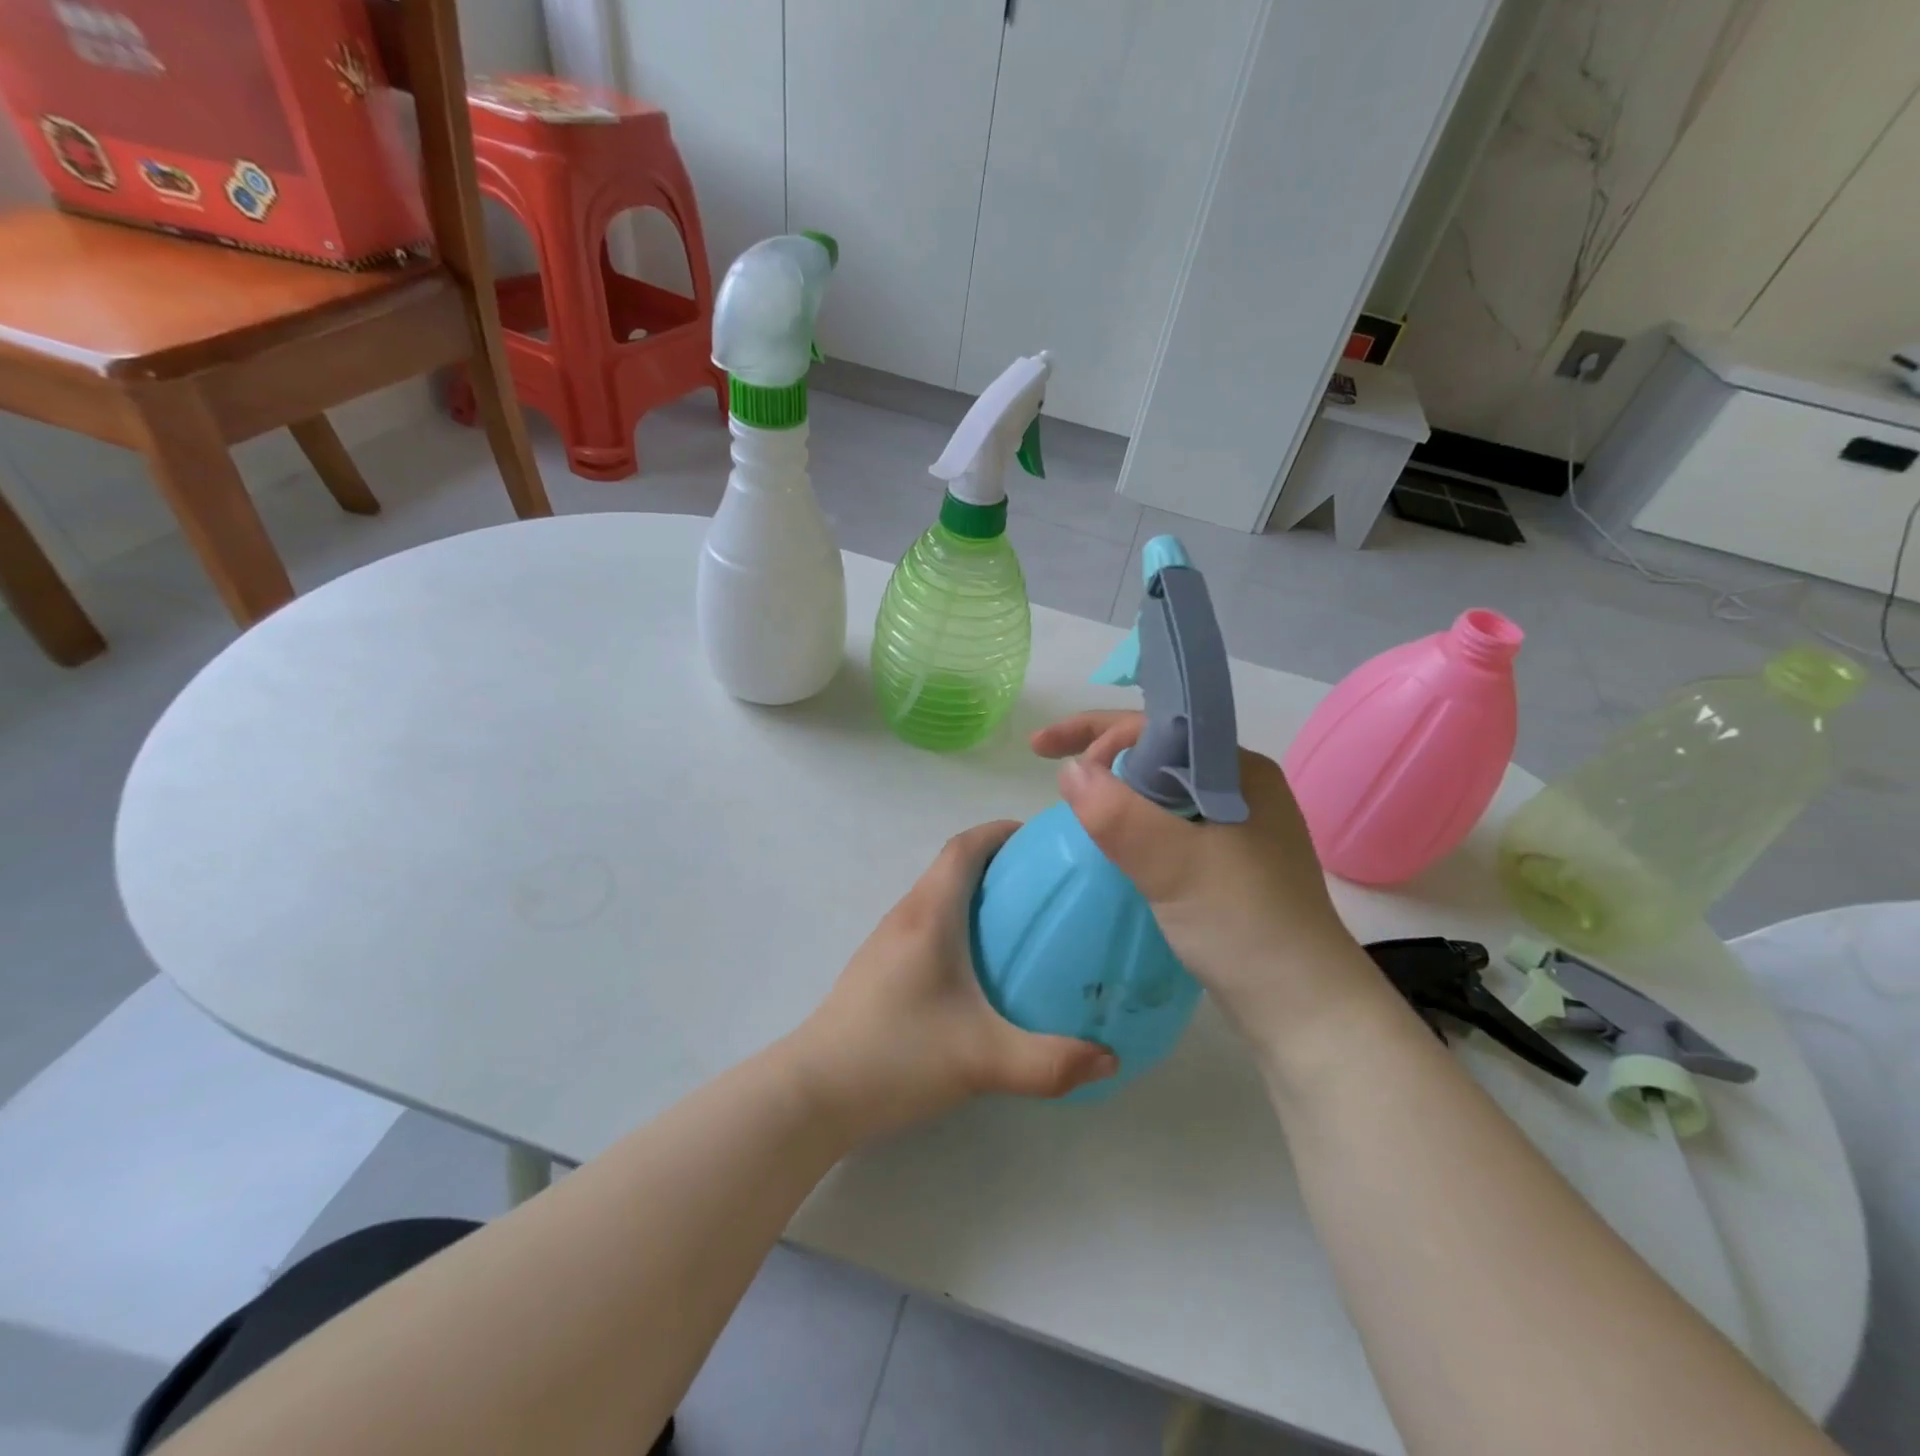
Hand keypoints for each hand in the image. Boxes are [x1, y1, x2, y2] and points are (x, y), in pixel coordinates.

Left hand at [790, 821, 1117, 1143]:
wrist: (815, 1092)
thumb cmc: (897, 1056)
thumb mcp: (983, 1060)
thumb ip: (1051, 1062)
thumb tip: (1110, 1059)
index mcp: (929, 915)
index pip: (964, 847)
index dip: (1000, 832)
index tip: (1041, 838)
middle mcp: (906, 915)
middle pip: (953, 866)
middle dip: (999, 862)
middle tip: (1047, 884)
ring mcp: (887, 941)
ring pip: (938, 896)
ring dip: (977, 892)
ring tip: (1022, 921)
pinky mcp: (880, 967)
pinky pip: (927, 923)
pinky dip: (959, 922)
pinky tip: (981, 967)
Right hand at [1031, 711, 1380, 1050]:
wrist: (1303, 1009)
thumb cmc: (1244, 926)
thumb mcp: (1174, 866)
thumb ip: (1118, 815)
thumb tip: (1069, 771)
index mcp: (1238, 771)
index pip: (1157, 726)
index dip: (1098, 731)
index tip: (1050, 756)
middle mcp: (1239, 789)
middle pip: (1155, 752)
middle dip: (1100, 754)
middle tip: (1051, 770)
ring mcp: (1236, 828)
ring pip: (1159, 791)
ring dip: (1114, 790)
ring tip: (1072, 802)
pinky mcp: (1227, 864)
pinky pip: (1167, 826)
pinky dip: (1131, 824)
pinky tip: (1109, 841)